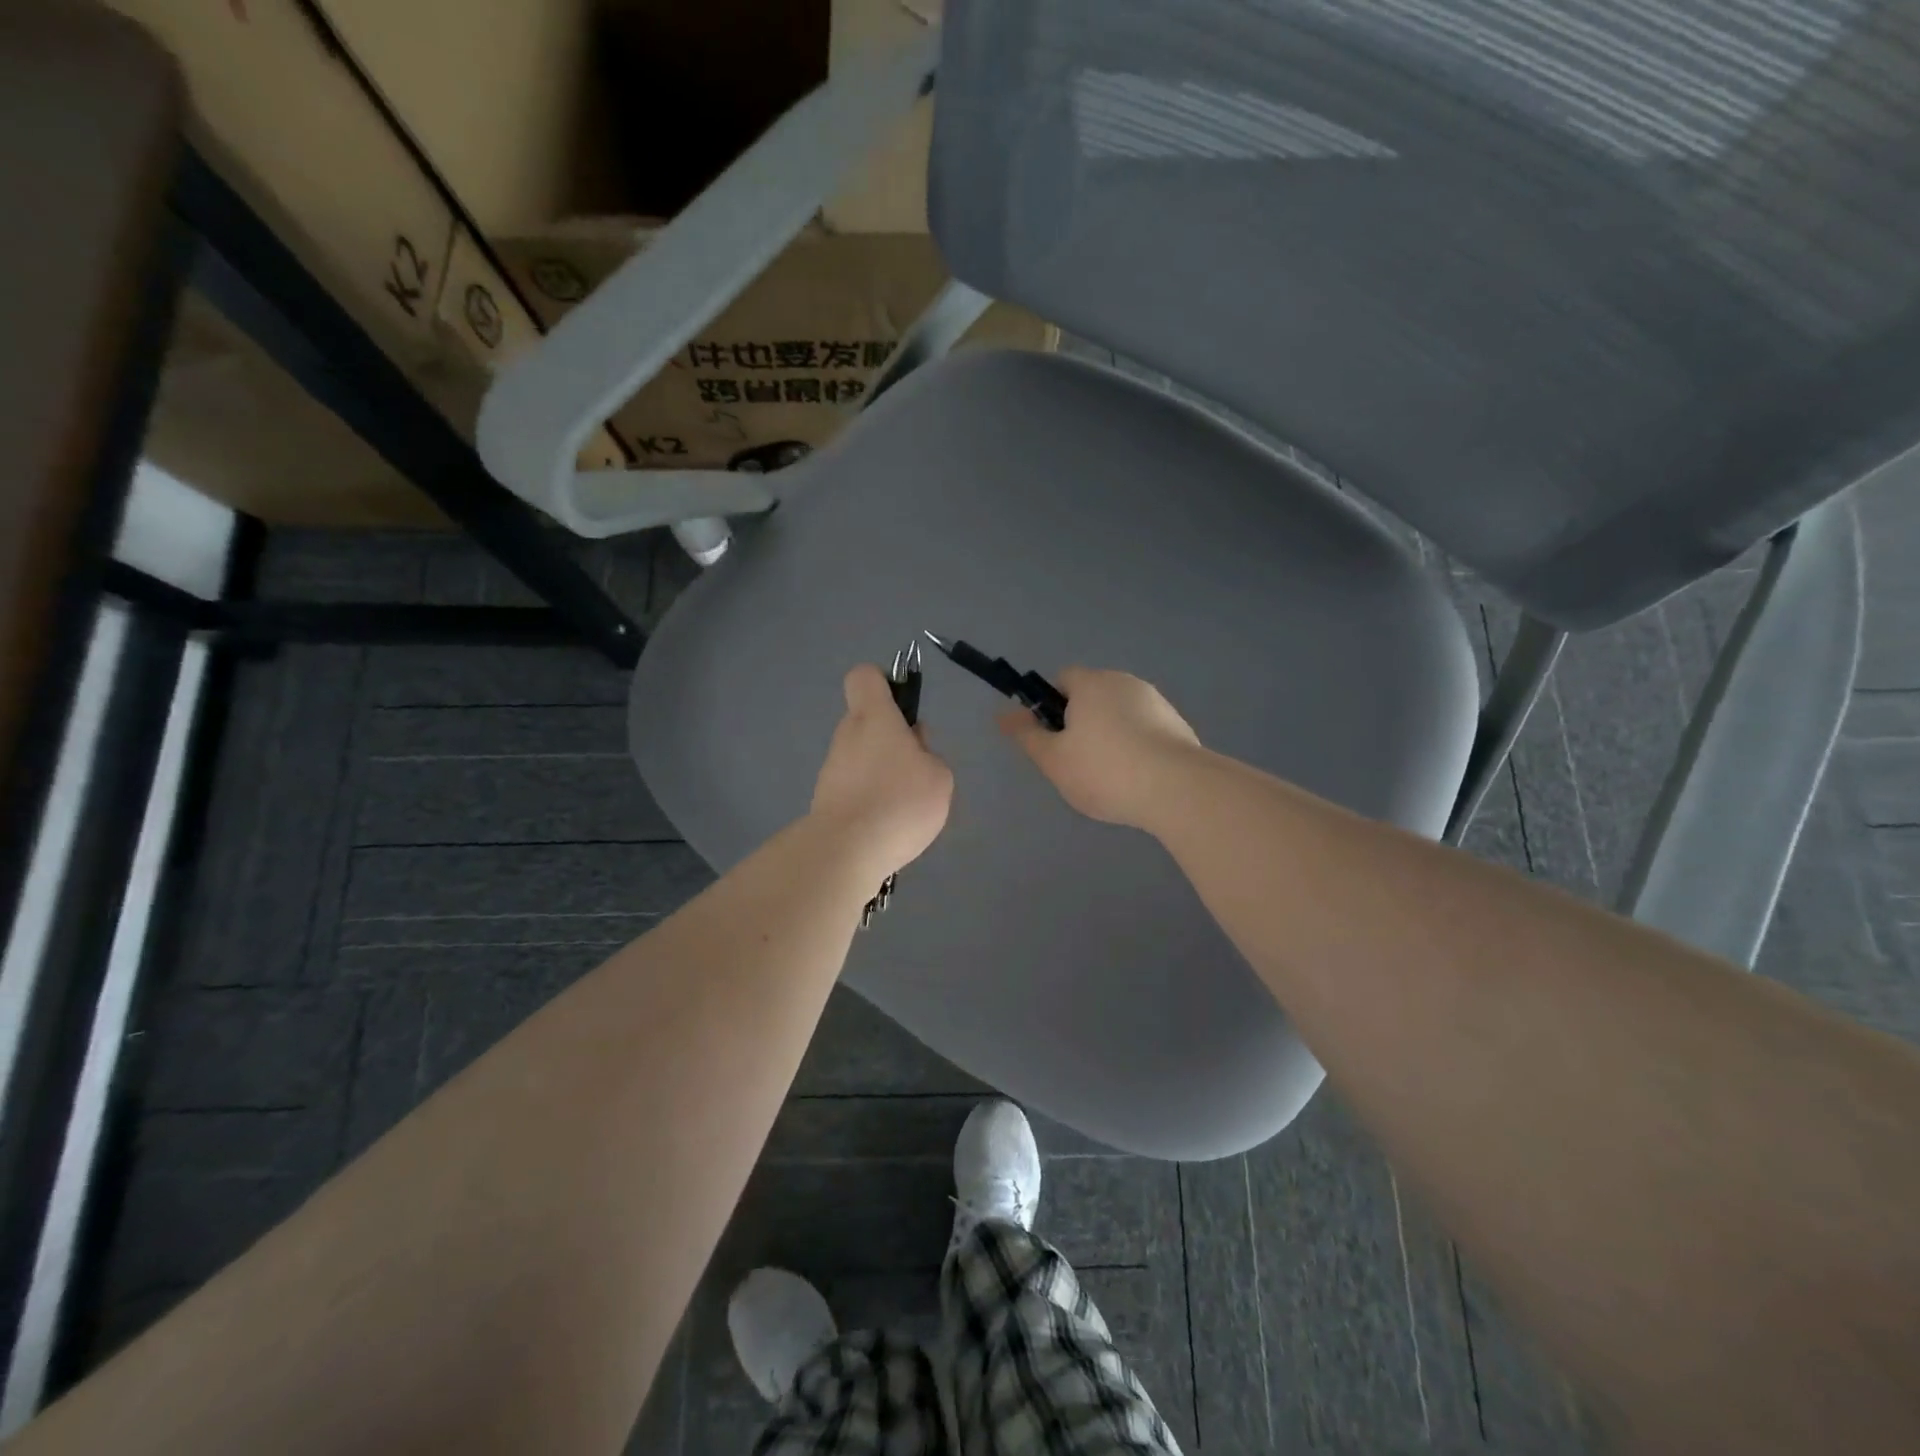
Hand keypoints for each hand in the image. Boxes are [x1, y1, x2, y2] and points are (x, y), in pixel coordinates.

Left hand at [811, 665, 953, 878]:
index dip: (884, 682)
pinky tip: (887, 825)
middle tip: (917, 768)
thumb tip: (915, 750)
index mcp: (873, 717)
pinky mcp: (825, 800)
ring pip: (860, 757)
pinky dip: (870, 799)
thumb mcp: (939, 776)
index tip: (903, 706)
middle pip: (866, 721)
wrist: (846, 851)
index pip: (865, 677)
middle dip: (891, 739)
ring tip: (904, 806)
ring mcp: (831, 769)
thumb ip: (929, 755)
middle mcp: (846, 735)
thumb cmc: (900, 801)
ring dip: (881, 772)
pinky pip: (854, 787)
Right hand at [999, 668, 1200, 830]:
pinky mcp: (1179, 726)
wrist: (1177, 789)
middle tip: (1076, 762)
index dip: (1051, 705)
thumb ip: (1027, 735)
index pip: (1063, 679)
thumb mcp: (1053, 759)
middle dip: (1082, 723)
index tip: (1053, 738)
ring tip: (1110, 777)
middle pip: (1093, 696)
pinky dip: (1137, 748)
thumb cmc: (1104, 770)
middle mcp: (1125, 682)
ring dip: (1111, 736)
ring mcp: (1157, 702)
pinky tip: (1137, 780)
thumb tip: (1003, 714)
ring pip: (1121, 714)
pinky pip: (1146, 731)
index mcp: (1091, 683)